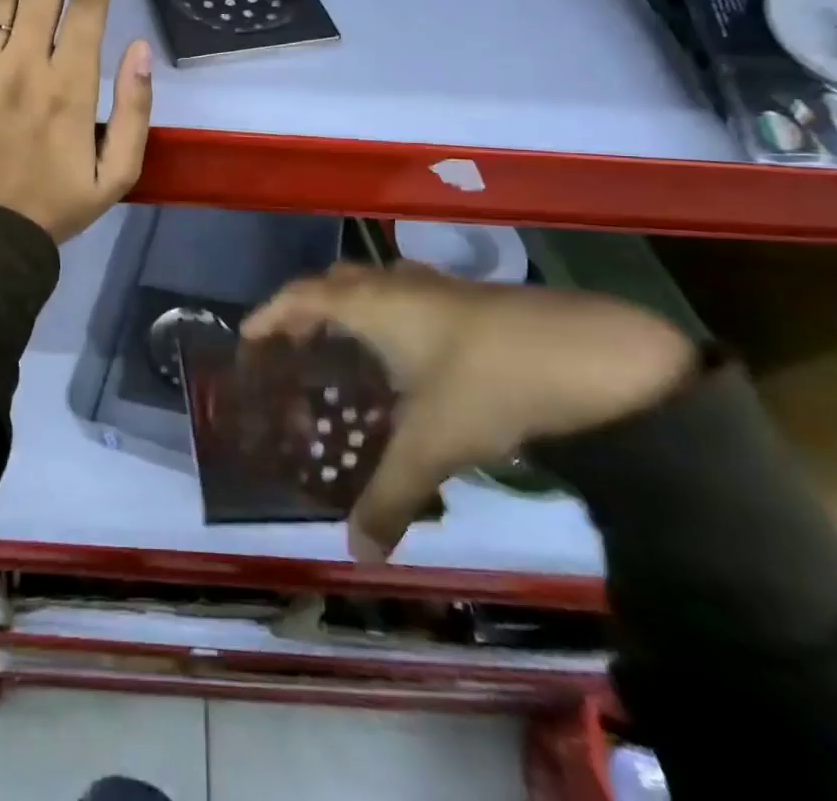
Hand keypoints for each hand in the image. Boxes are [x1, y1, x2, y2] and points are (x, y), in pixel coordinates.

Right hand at [243, 262, 697, 561]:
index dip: (269, 314)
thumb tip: (356, 553)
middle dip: (307, 309)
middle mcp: (395, 285)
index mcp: (371, 305)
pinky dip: (389, 317)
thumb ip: (388, 497)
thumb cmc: (488, 384)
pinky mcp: (469, 298)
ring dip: (350, 310)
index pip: (300, 296)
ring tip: (345, 352)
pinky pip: (406, 297)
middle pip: (333, 283)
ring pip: (374, 286)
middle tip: (295, 348)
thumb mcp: (432, 445)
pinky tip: (408, 357)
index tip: (247, 338)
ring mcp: (435, 287)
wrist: (589, 353)